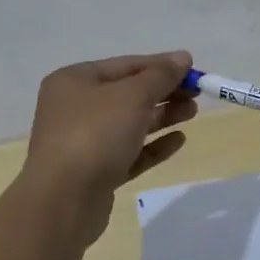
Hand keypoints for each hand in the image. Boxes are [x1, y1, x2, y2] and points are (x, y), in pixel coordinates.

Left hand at [19, 51, 196, 241]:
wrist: (62, 201)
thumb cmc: (95, 134)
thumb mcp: (132, 96)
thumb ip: (161, 75)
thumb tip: (182, 57)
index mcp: (75, 81)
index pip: (126, 65)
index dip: (161, 65)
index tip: (193, 69)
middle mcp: (75, 108)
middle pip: (128, 94)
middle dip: (164, 92)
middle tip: (197, 94)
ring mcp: (83, 142)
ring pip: (130, 123)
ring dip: (162, 116)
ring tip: (192, 113)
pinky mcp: (94, 172)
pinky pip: (129, 152)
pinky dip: (153, 145)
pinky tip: (179, 141)